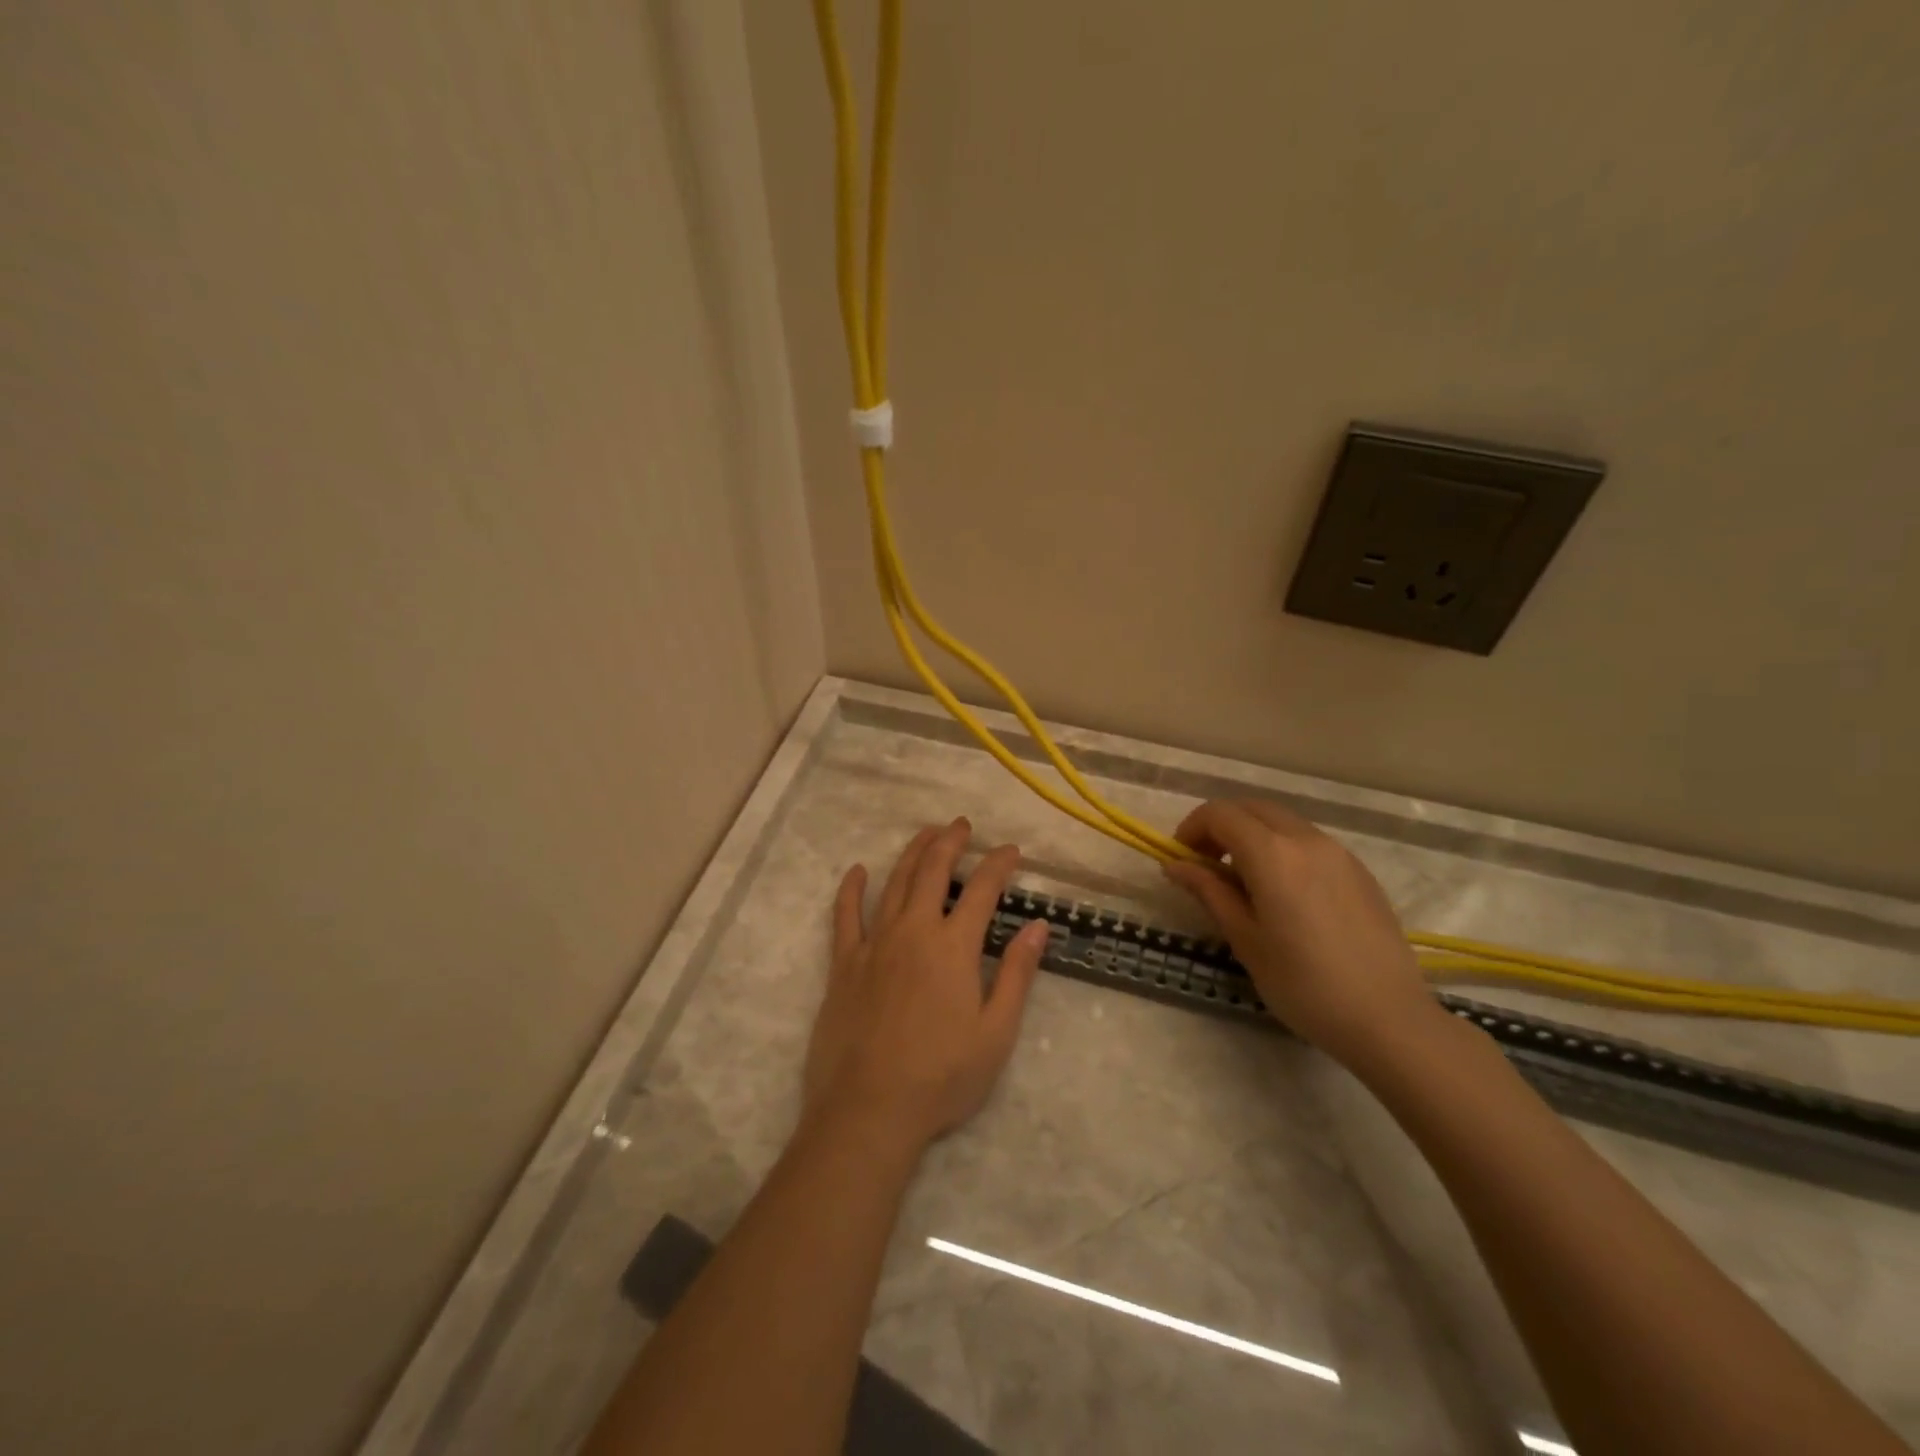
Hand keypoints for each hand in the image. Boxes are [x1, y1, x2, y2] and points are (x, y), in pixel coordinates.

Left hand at [803, 818, 1048, 1153]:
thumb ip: (1017, 974)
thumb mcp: (996, 1032)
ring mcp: (874, 944)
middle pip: (932, 871)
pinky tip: (857, 871)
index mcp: (953, 947)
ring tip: (925, 834)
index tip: (1011, 850)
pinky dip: (851, 889)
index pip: (982, 889)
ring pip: (894, 882)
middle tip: (962, 825)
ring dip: (911, 853)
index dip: (998, 864)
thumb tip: (1038, 927)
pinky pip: (845, 915)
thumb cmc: (942, 1077)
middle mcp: (913, 931)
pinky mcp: (844, 963)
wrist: (869, 1110)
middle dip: (950, 842)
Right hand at [1162, 799, 1442, 1070]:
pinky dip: (1282, 849)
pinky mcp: (1359, 871)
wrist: (1389, 1019)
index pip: (1220, 813)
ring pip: (1282, 822)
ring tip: (1243, 882)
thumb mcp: (1245, 939)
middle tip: (1206, 866)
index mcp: (1272, 854)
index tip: (1181, 860)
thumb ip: (1209, 892)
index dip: (1192, 828)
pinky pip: (1309, 842)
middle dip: (1220, 826)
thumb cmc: (1304, 984)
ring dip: (1252, 836)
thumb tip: (1175, 865)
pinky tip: (1284, 894)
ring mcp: (1338, 853)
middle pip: (1251, 808)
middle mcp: (1306, 839)